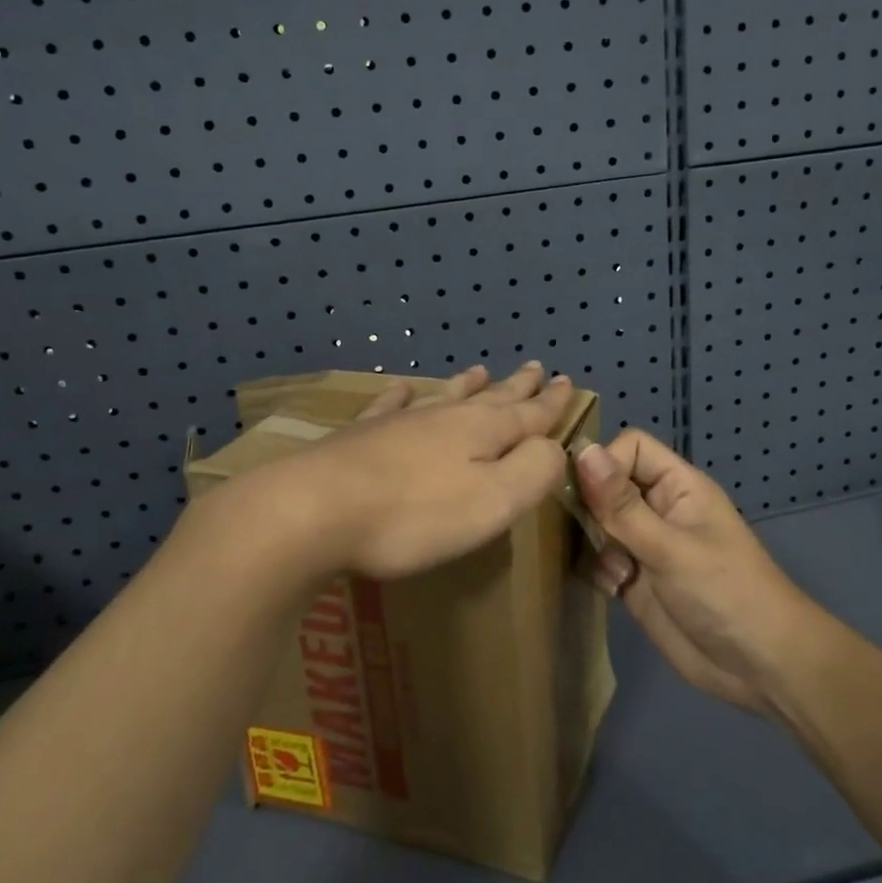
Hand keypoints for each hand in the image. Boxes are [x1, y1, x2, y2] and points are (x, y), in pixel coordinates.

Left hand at [244, 361, 575, 582]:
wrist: (313, 510)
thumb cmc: (414, 515)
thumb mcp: (494, 501)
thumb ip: (534, 471)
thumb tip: (555, 448)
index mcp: (483, 433)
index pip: (530, 414)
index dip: (552, 402)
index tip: (568, 382)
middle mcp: (445, 418)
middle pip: (491, 398)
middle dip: (518, 386)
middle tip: (536, 367)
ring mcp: (399, 423)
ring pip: (444, 396)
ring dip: (467, 385)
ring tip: (480, 370)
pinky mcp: (360, 436)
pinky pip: (388, 407)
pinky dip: (400, 397)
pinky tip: (401, 389)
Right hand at [574, 430, 813, 715]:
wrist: (761, 668)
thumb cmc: (726, 593)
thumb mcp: (671, 547)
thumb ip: (622, 505)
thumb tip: (581, 451)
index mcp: (677, 486)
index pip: (630, 448)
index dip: (605, 462)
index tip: (585, 493)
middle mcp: (658, 509)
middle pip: (607, 485)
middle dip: (591, 506)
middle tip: (592, 535)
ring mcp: (645, 546)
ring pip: (598, 524)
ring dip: (594, 543)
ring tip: (615, 569)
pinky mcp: (635, 582)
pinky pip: (600, 562)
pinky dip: (598, 572)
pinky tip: (615, 591)